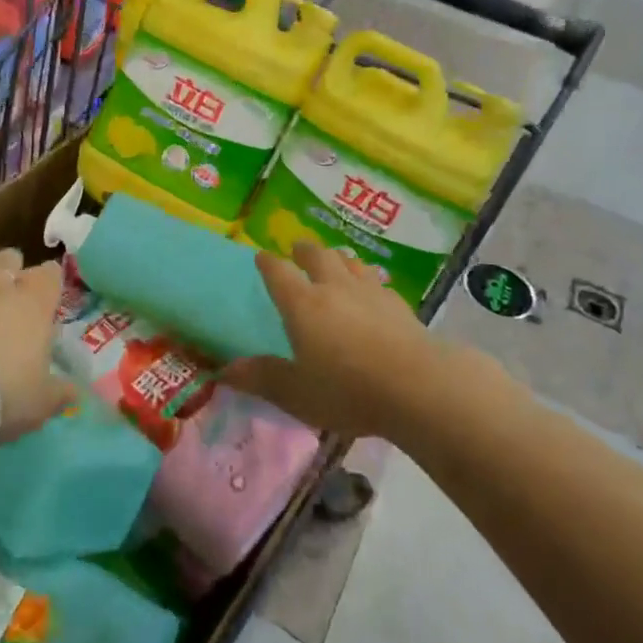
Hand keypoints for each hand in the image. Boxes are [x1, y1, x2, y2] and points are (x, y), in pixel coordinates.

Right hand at [221, 242, 438, 439]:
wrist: (418, 386)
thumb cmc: (348, 391)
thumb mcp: (297, 393)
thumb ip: (262, 378)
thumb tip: (223, 371)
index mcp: (302, 304)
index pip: (278, 273)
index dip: (267, 263)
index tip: (261, 256)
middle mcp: (334, 288)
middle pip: (317, 256)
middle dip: (304, 251)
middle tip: (297, 249)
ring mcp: (370, 292)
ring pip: (350, 262)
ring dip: (338, 258)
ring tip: (334, 260)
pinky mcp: (399, 304)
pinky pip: (377, 281)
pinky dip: (367, 280)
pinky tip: (372, 291)